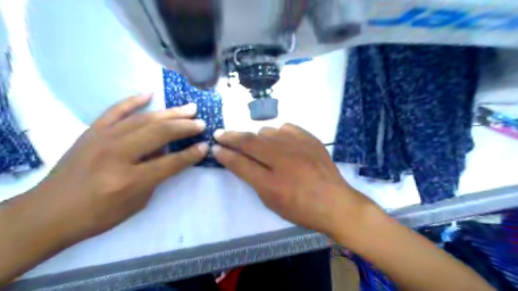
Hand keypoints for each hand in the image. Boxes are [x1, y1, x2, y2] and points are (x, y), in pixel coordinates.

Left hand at [33, 94, 207, 241]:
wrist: (50, 212)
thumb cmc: (99, 214)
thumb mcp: (137, 203)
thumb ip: (156, 176)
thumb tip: (168, 152)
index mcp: (130, 180)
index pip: (170, 162)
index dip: (191, 154)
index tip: (205, 145)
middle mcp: (117, 155)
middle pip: (159, 134)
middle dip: (185, 127)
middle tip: (201, 122)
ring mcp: (102, 139)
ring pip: (143, 119)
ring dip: (170, 113)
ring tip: (189, 108)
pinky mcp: (92, 132)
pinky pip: (115, 111)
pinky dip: (133, 101)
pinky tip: (150, 94)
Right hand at [212, 124, 374, 237]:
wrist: (335, 202)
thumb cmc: (301, 209)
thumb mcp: (272, 202)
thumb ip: (254, 181)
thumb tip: (241, 161)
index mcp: (271, 184)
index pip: (240, 164)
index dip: (225, 155)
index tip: (215, 148)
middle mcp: (283, 160)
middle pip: (250, 141)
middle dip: (231, 137)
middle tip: (220, 134)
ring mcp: (298, 146)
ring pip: (267, 131)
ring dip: (256, 136)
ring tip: (254, 142)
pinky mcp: (310, 139)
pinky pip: (286, 127)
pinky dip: (277, 133)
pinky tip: (278, 140)